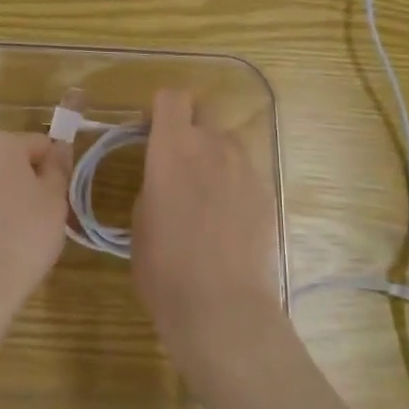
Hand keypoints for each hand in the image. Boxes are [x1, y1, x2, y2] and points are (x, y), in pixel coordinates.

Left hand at [0, 129, 72, 341]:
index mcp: (1, 142)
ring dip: (7, 194)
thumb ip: (59, 168)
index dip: (55, 169)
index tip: (59, 199)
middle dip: (28, 178)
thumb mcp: (55, 200)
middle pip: (11, 156)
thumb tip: (59, 148)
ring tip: (19, 231)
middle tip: (42, 214)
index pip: (40, 144)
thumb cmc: (23, 237)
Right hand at [132, 89, 285, 378]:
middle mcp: (213, 147)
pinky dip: (233, 187)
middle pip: (201, 120)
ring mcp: (246, 169)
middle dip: (188, 137)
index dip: (160, 110)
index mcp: (174, 149)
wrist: (224, 310)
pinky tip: (227, 224)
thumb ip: (154, 184)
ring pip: (226, 147)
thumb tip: (167, 178)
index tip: (151, 133)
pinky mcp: (267, 194)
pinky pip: (245, 175)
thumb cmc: (165, 269)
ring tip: (205, 201)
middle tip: (177, 172)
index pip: (172, 98)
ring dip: (212, 160)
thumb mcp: (140, 223)